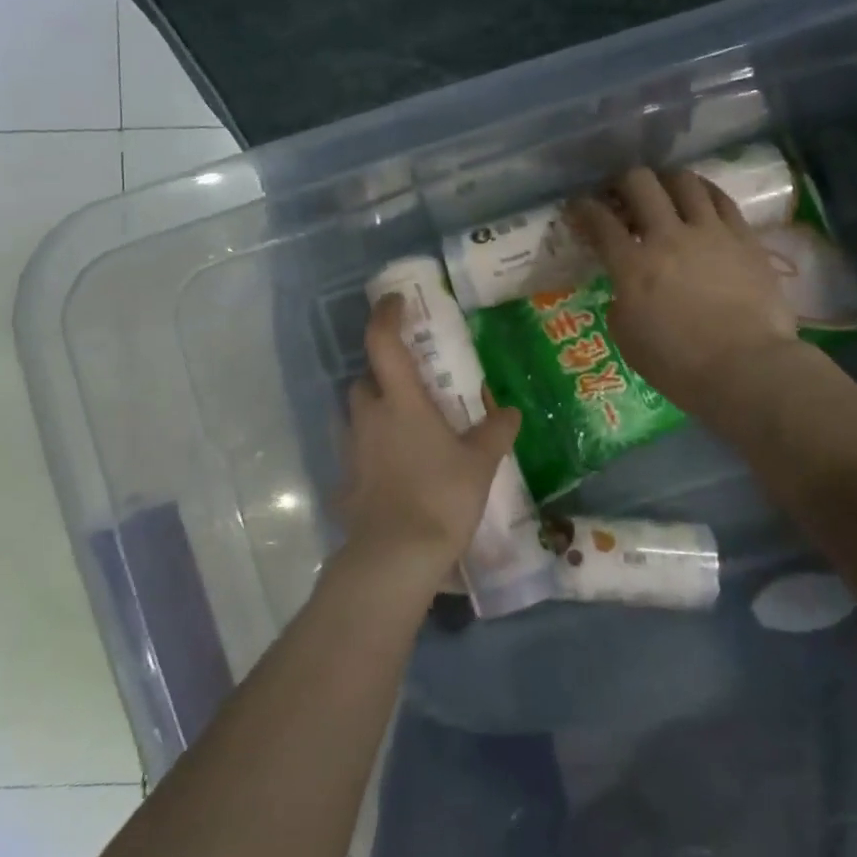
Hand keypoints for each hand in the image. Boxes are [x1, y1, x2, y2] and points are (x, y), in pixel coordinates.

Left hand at [330, 294, 522, 600]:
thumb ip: (496, 432)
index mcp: (401, 401)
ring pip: (355, 416)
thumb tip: (512, 411)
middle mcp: (368, 417)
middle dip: (381, 375)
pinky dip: (370, 453)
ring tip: (403, 428)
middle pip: (364, 380)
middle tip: (410, 386)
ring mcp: (351, 450)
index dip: (386, 315)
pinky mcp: (344, 482)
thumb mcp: (479, 463)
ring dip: (374, 412)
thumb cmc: (441, 496)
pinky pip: (355, 455)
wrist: (395, 555)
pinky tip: (392, 471)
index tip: (395, 301)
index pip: (383, 342)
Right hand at [569, 167, 812, 419]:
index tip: (578, 206)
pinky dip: (704, 193)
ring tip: (664, 192)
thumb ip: (621, 303)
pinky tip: (700, 199)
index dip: (583, 208)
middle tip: (621, 195)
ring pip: (683, 181)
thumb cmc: (679, 366)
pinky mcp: (744, 237)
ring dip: (666, 181)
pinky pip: (721, 199)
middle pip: (640, 183)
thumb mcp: (629, 340)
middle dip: (622, 182)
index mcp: (633, 267)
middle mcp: (668, 237)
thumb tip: (628, 289)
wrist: (746, 369)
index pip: (599, 221)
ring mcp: (710, 232)